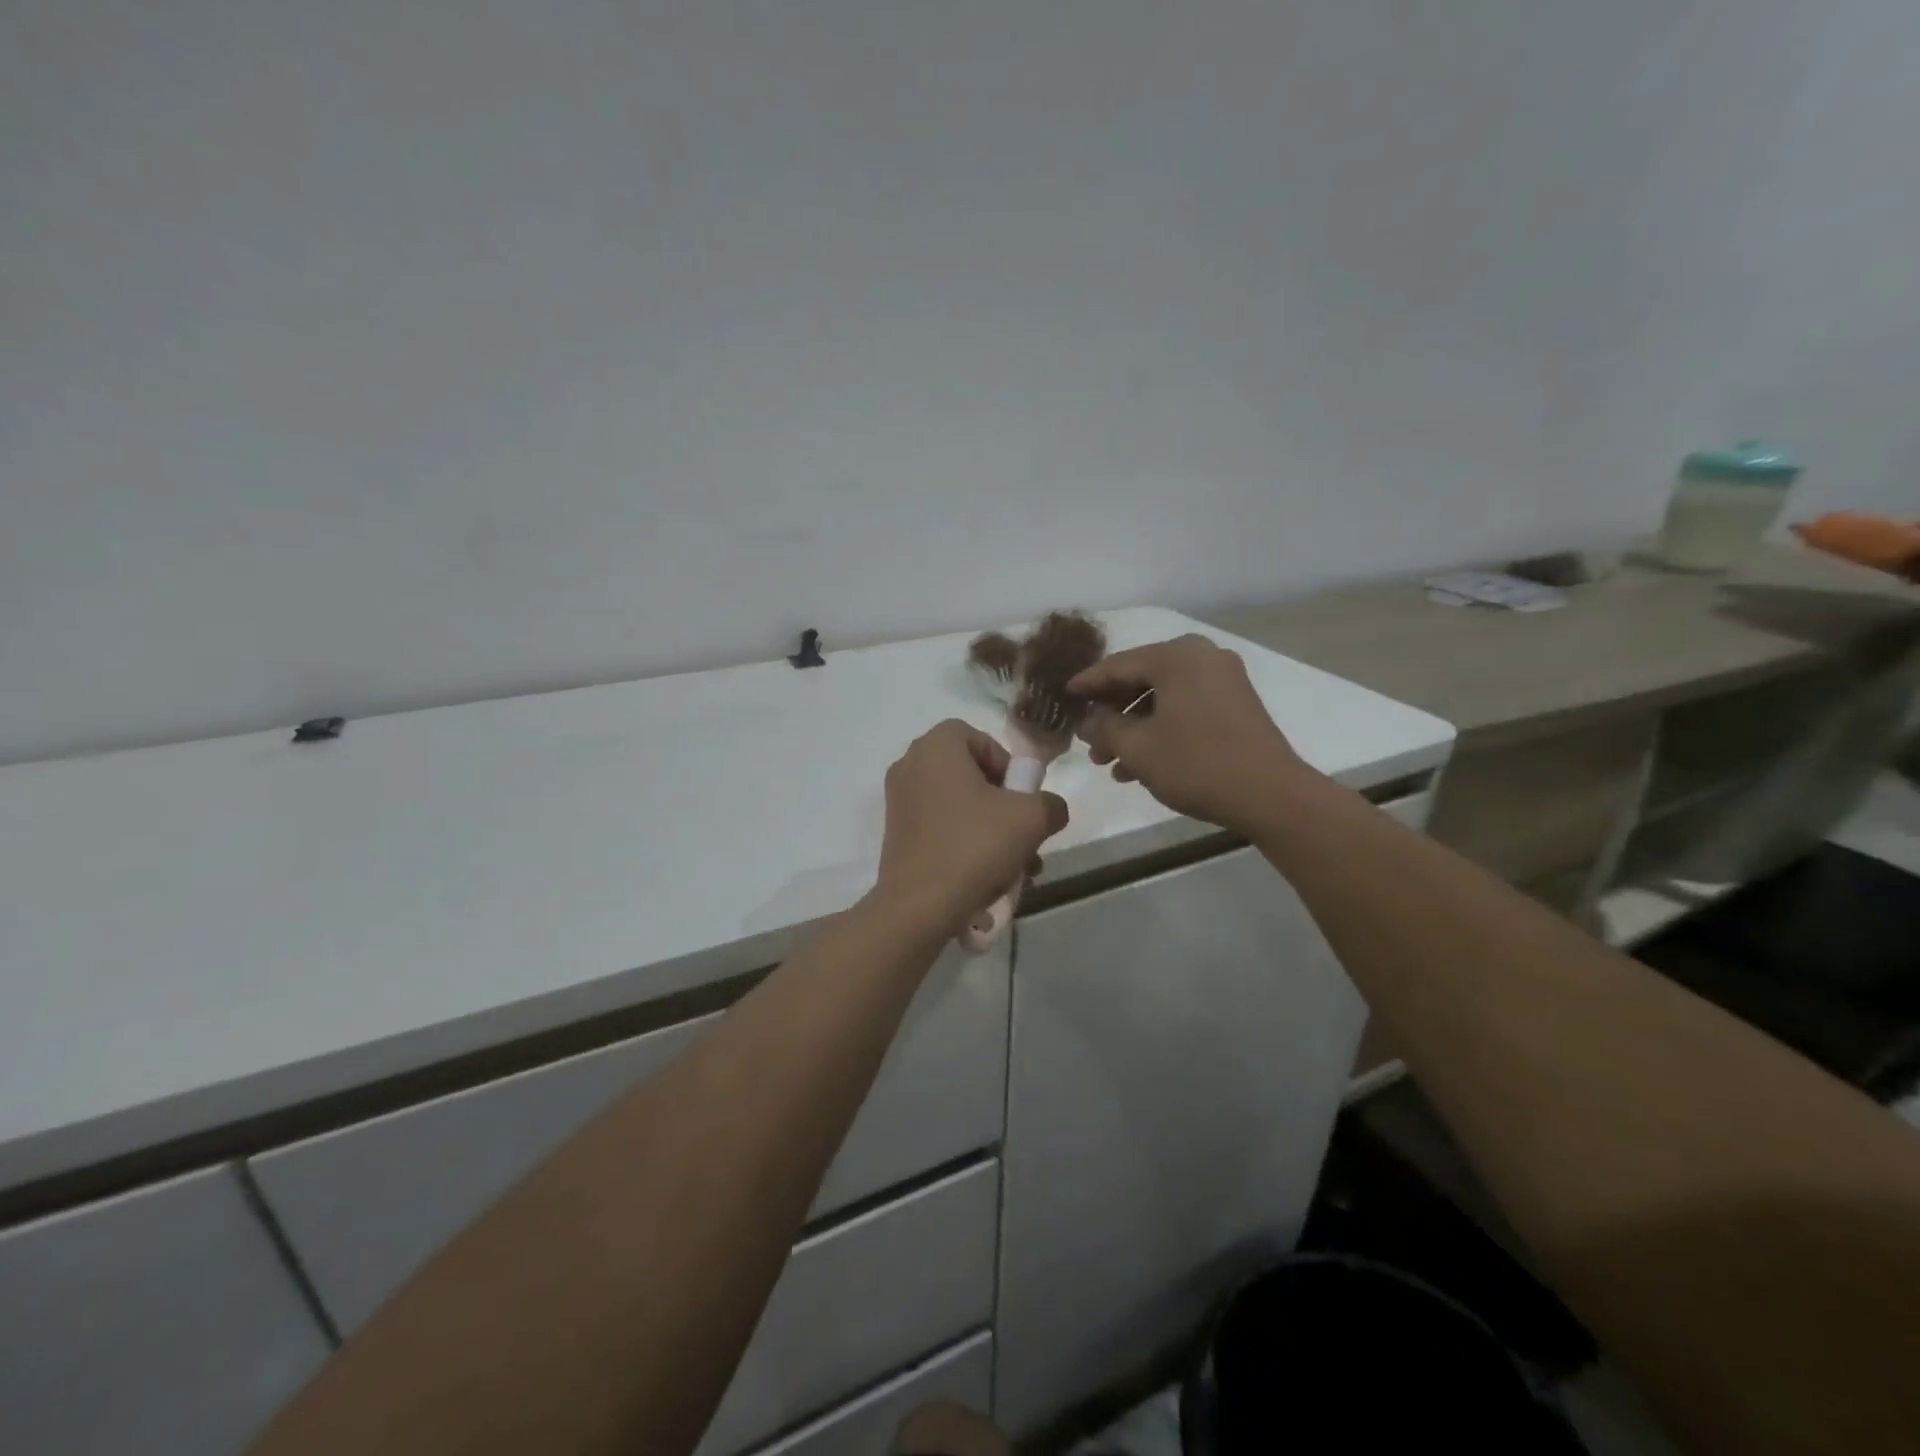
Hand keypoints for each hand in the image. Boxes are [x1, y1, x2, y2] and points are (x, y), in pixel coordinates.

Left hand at [874, 720, 1069, 934]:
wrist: (919, 906)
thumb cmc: (974, 846)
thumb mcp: (1032, 819)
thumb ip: (1050, 803)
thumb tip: (1050, 808)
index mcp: (935, 748)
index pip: (976, 736)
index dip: (1004, 760)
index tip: (1019, 794)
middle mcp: (910, 766)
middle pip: (968, 772)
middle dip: (1002, 801)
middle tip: (1022, 830)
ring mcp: (899, 801)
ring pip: (958, 804)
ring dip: (991, 827)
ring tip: (1018, 864)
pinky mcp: (896, 834)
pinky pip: (940, 826)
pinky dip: (966, 842)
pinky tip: (991, 876)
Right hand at [1070, 635, 1309, 834]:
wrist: (1271, 795)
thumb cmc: (1197, 764)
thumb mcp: (1138, 748)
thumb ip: (1104, 728)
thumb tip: (1087, 721)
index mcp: (1177, 657)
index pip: (1117, 665)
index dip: (1086, 684)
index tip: (1063, 697)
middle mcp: (1202, 658)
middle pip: (1140, 680)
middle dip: (1111, 714)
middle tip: (1087, 742)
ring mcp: (1223, 680)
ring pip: (1162, 698)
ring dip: (1133, 728)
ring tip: (1109, 763)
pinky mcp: (1235, 705)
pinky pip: (1184, 708)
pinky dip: (1160, 731)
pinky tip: (1140, 767)